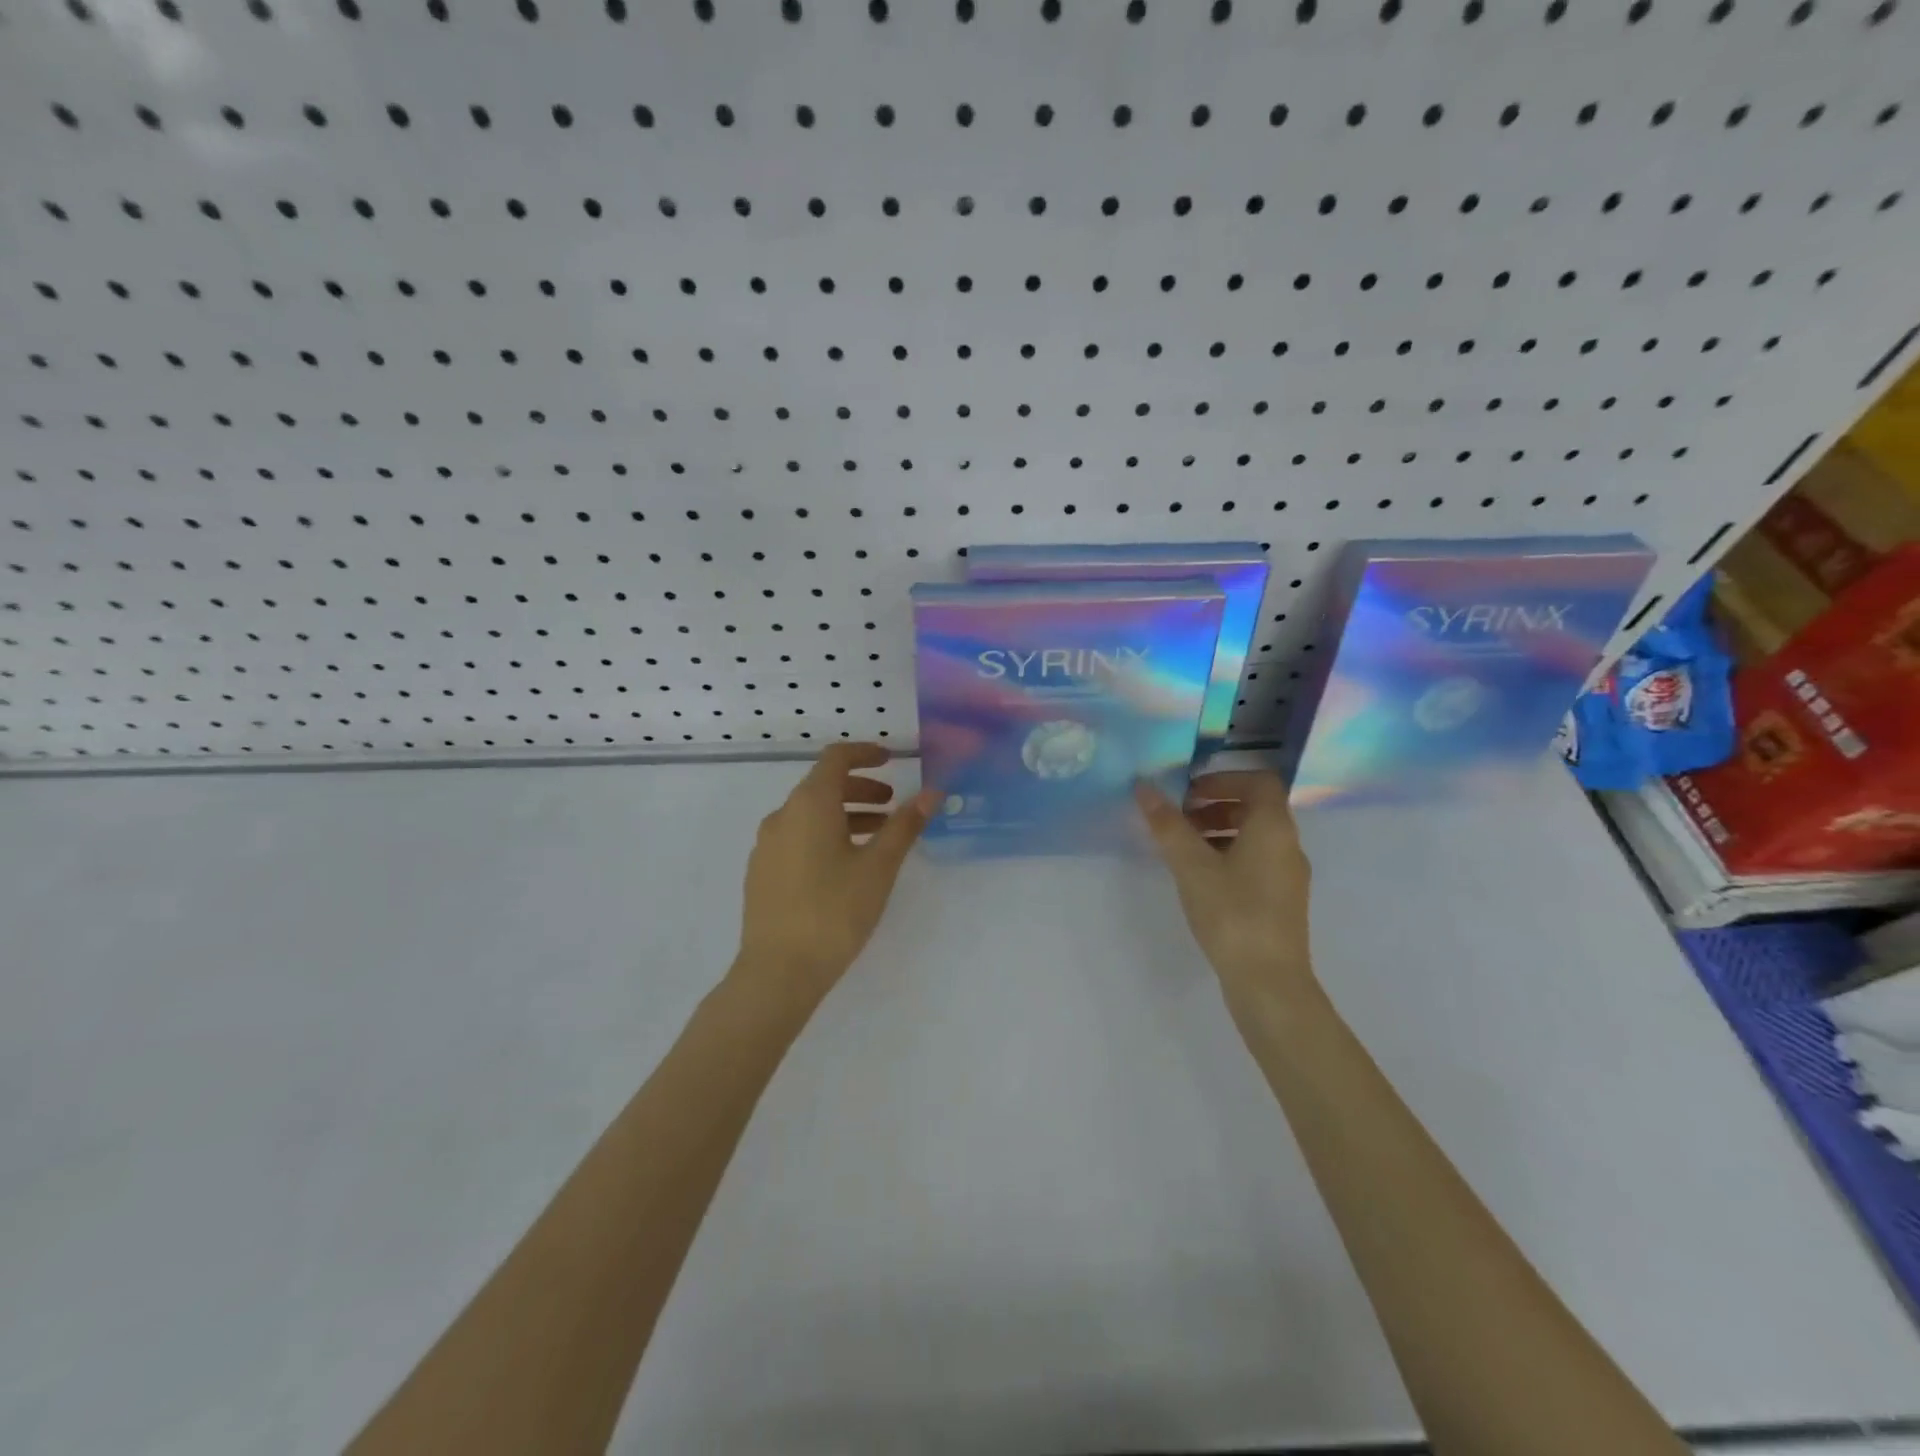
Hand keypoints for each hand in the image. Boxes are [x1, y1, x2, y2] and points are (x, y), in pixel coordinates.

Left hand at [735, 744, 937, 1005]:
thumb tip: (932, 793)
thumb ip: (905, 826)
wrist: (778, 971)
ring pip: (810, 815)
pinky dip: (825, 835)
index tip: (891, 760)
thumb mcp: (879, 867)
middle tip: (892, 806)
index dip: (864, 753)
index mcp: (809, 804)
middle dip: (860, 789)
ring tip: (877, 838)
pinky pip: (797, 837)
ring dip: (845, 815)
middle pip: (822, 786)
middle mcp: (782, 816)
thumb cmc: (835, 911)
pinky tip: (845, 866)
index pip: (835, 758)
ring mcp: (766, 845)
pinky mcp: (762, 872)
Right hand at [1135, 771, 1317, 1011]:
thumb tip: (1144, 787)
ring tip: (1183, 848)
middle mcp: (1288, 845)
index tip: (1188, 792)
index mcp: (1273, 827)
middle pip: (1256, 807)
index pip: (1258, 781)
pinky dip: (1229, 855)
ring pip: (1255, 836)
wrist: (1269, 982)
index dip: (1223, 778)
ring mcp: (1288, 875)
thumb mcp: (1192, 866)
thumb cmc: (1232, 914)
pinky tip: (1200, 878)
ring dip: (1219, 831)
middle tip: (1179, 818)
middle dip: (1215, 805)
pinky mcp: (1282, 900)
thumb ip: (1168, 825)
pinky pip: (1256, 861)